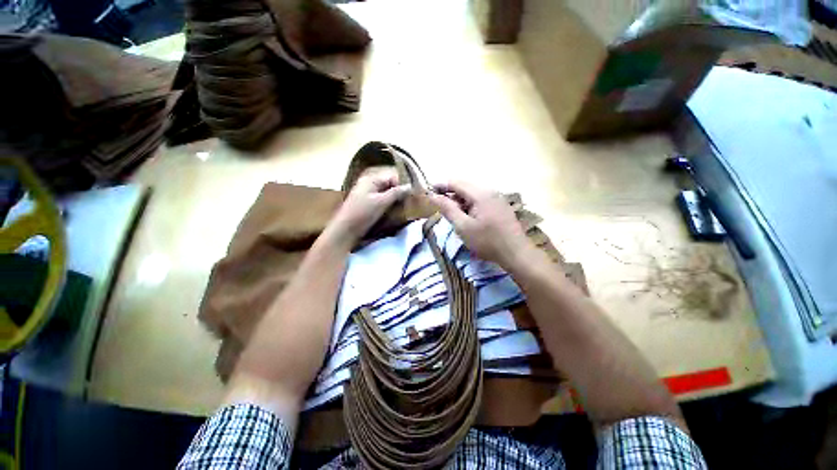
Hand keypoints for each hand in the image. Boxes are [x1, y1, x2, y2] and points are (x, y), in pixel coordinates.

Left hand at [327, 168, 410, 244]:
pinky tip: (394, 212)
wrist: (345, 230)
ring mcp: (367, 195)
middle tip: (409, 202)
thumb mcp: (381, 202)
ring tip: (403, 208)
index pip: (392, 176)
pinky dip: (389, 205)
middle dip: (399, 193)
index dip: (402, 184)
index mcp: (371, 179)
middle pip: (389, 185)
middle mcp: (369, 184)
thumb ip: (396, 193)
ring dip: (395, 200)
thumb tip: (410, 186)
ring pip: (386, 194)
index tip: (411, 195)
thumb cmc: (363, 213)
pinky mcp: (367, 205)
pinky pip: (382, 201)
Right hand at [429, 181, 531, 267]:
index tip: (429, 191)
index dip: (441, 185)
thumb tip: (433, 196)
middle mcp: (490, 191)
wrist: (516, 253)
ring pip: (472, 195)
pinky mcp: (500, 207)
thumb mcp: (463, 226)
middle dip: (450, 194)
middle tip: (438, 205)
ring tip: (451, 214)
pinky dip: (469, 206)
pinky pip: (480, 201)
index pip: (456, 183)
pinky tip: (466, 217)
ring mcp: (497, 199)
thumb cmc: (487, 241)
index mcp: (480, 194)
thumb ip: (448, 209)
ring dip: (460, 201)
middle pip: (465, 187)